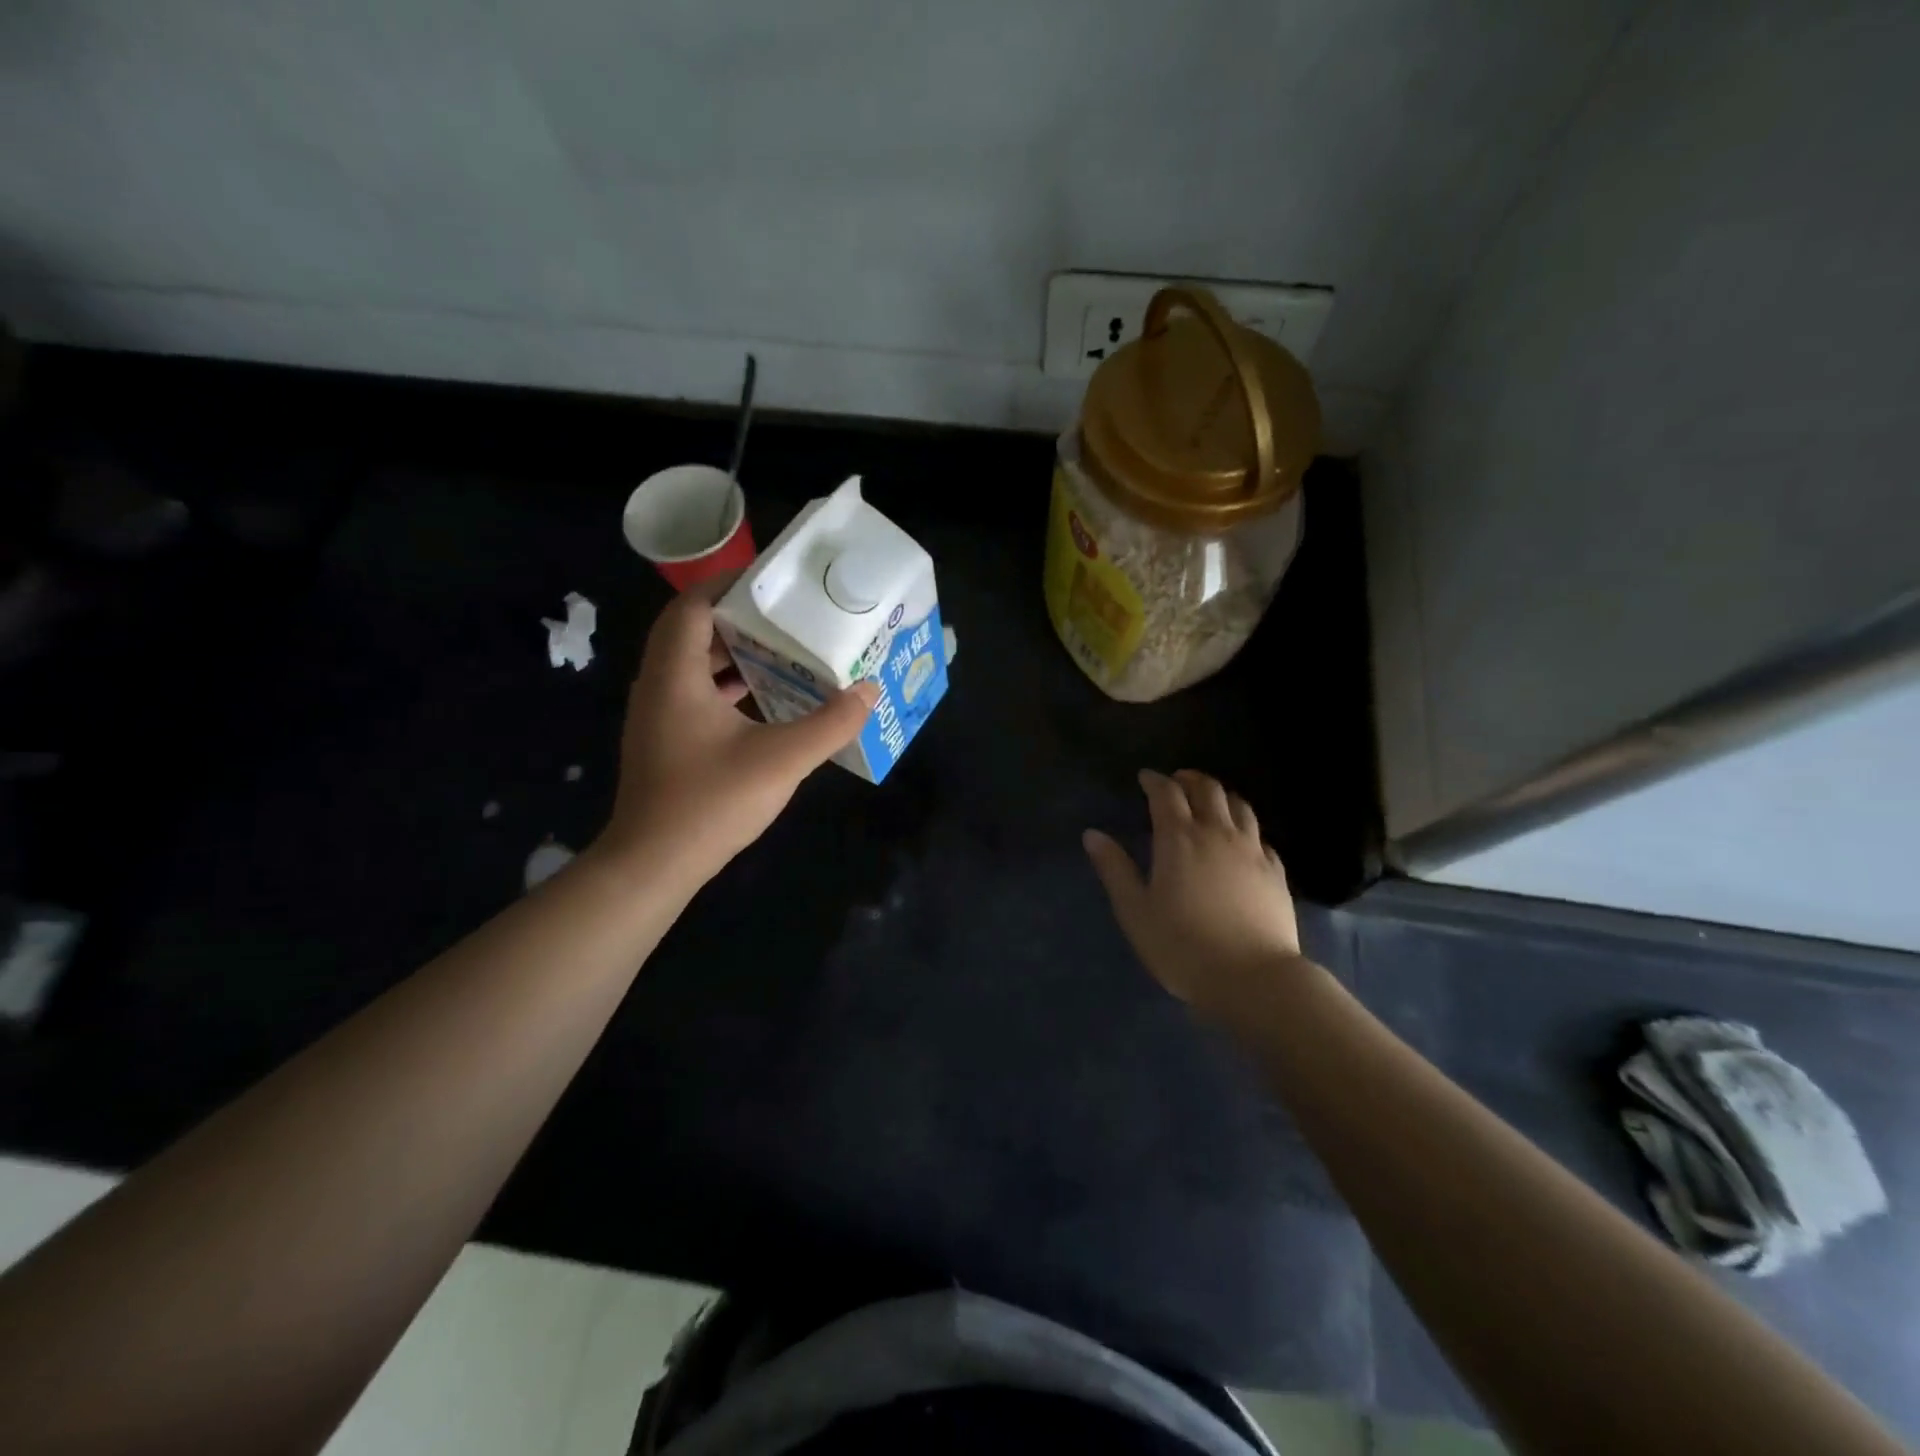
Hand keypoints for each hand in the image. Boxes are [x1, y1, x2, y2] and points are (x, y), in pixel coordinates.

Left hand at [596, 582, 877, 884]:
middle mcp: (658, 686)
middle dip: (739, 619)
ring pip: (692, 664)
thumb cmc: (711, 802)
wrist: (653, 864)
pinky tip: (764, 699)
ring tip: (784, 650)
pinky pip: (694, 693)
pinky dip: (727, 685)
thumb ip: (830, 723)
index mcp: (675, 675)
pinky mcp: (665, 741)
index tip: (772, 582)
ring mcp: (658, 715)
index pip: (691, 606)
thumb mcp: (782, 759)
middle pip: (692, 631)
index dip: (728, 585)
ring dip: (733, 653)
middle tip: (788, 615)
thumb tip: (869, 690)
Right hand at [1083, 769, 1303, 1020]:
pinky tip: (1242, 839)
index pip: (1166, 794)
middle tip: (1176, 781)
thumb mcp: (1135, 911)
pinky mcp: (1276, 871)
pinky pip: (1260, 835)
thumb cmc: (1182, 946)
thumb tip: (1092, 834)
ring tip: (1210, 800)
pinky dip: (1245, 827)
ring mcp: (1252, 850)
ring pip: (1240, 806)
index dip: (1154, 781)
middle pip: (1208, 790)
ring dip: (1221, 795)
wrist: (1253, 978)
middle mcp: (1217, 833)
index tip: (1145, 777)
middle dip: (1189, 779)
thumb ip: (1114, 869)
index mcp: (1179, 838)